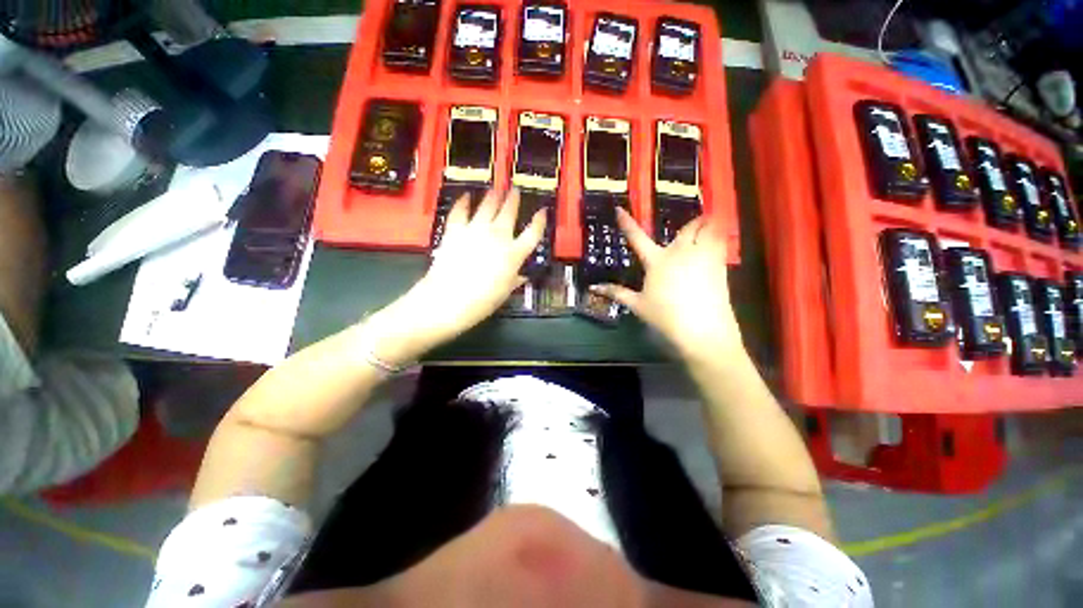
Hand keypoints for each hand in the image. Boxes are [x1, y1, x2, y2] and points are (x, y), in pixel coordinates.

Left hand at [364, 189, 545, 364]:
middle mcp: (497, 237)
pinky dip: (463, 202)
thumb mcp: (504, 292)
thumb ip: (514, 280)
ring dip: (493, 196)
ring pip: (487, 206)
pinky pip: (460, 211)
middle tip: (515, 190)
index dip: (539, 220)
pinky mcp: (455, 230)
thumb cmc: (481, 301)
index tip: (542, 211)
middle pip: (509, 212)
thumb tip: (521, 276)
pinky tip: (465, 196)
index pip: (532, 233)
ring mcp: (475, 230)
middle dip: (513, 199)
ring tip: (496, 189)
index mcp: (513, 253)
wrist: (448, 299)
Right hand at [591, 208, 741, 359]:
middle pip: (685, 229)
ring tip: (709, 222)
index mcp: (656, 261)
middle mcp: (680, 253)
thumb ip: (616, 293)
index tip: (619, 209)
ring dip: (708, 224)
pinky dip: (719, 236)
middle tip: (692, 221)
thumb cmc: (665, 317)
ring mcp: (702, 257)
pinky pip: (721, 242)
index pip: (637, 238)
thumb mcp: (637, 305)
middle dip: (690, 222)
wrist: (702, 330)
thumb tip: (594, 288)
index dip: (626, 223)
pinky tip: (718, 241)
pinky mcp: (719, 266)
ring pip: (708, 230)